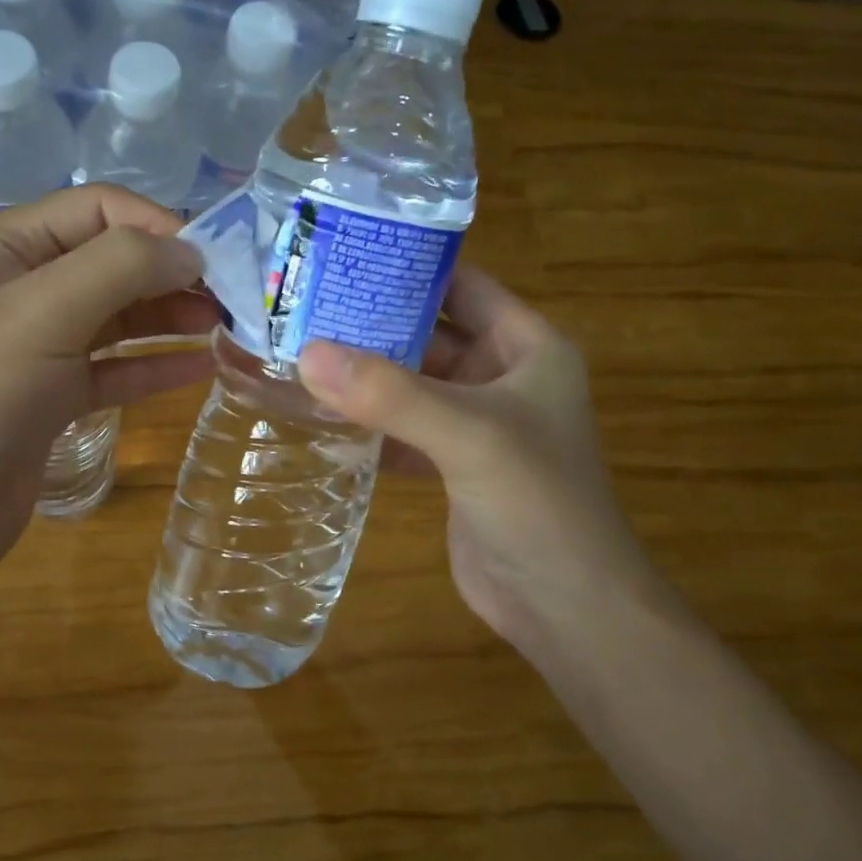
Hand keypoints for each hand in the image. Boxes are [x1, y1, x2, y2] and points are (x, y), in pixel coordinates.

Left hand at [0, 186, 217, 609]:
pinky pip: (113, 372)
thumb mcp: (39, 315)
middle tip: (236, 298)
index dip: (159, 225)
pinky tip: (199, 369)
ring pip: (118, 319)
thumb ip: (118, 269)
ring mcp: (38, 350)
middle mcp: (24, 290)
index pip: (98, 211)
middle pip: (113, 264)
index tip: (217, 259)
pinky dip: (152, 367)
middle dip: (173, 273)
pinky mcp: (51, 403)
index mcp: (7, 249)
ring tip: (226, 328)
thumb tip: (189, 251)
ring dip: (169, 318)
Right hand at [297, 266, 657, 647]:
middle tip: (302, 305)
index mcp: (526, 347)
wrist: (564, 606)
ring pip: (409, 383)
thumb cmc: (537, 501)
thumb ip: (390, 394)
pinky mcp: (449, 464)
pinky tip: (316, 413)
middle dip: (371, 322)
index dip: (410, 265)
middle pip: (427, 333)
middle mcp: (501, 376)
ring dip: (362, 374)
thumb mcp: (469, 435)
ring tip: (297, 350)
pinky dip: (365, 421)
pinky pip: (400, 427)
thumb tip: (307, 354)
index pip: (463, 285)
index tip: (343, 253)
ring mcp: (473, 423)